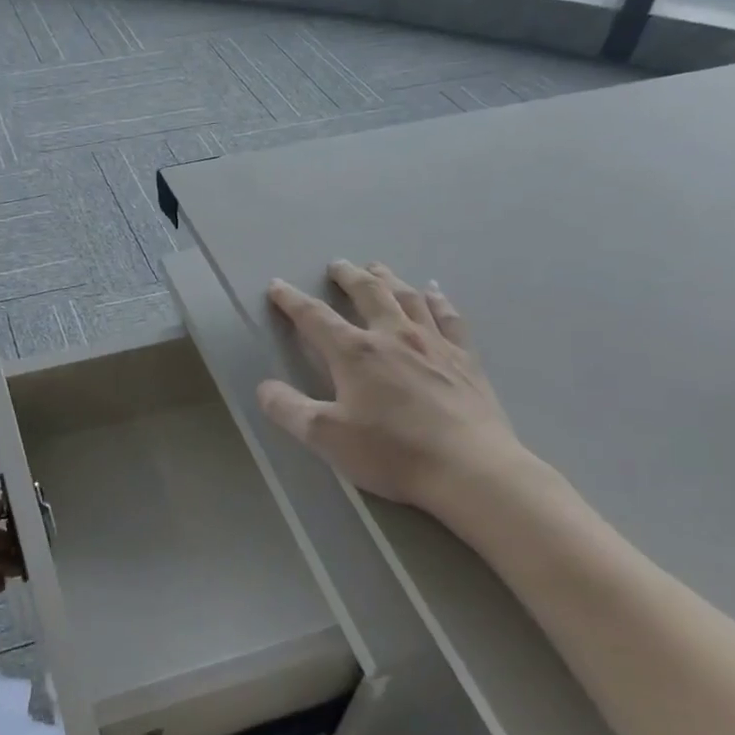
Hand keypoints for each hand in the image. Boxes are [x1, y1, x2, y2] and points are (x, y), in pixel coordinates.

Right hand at [257, 262, 529, 518]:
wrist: (470, 469)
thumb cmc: (392, 452)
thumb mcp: (326, 437)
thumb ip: (289, 409)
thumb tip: (264, 387)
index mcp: (355, 353)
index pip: (315, 317)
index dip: (292, 300)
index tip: (277, 286)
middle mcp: (393, 336)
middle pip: (367, 292)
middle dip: (347, 276)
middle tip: (336, 265)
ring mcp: (434, 344)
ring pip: (407, 297)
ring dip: (388, 278)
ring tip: (377, 268)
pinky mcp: (465, 359)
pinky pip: (449, 317)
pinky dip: (437, 300)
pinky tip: (434, 292)